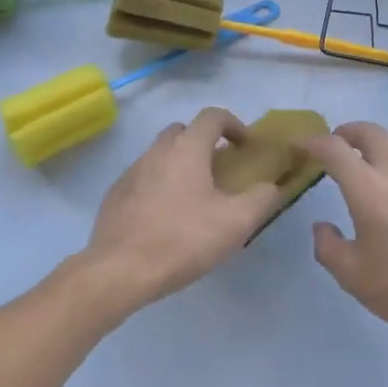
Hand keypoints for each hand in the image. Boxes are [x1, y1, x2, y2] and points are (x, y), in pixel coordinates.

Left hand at [74, 107, 283, 321]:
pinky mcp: (115, 195)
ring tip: (195, 198)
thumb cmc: (183, 240)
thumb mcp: (236, 223)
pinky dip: (160, 186)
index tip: (246, 147)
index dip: (234, 125)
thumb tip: (271, 186)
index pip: (212, 116)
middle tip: (219, 171)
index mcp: (187, 148)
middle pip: (183, 131)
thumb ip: (261, 199)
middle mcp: (157, 151)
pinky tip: (166, 218)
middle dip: (204, 142)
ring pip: (161, 155)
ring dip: (181, 165)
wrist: (119, 270)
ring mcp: (131, 172)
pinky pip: (144, 178)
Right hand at [301, 122, 387, 352]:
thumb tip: (323, 228)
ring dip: (372, 151)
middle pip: (371, 132)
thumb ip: (328, 247)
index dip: (312, 142)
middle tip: (331, 148)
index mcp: (369, 190)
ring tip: (360, 176)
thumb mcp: (353, 277)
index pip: (335, 149)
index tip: (298, 145)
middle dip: (346, 132)